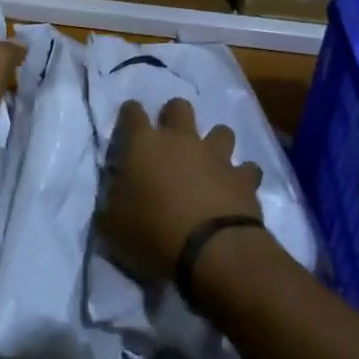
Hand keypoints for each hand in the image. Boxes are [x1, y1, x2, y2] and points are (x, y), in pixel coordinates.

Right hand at [97, 98, 262, 282]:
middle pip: (179, 107)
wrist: (211, 250)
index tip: (128, 121)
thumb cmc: (152, 233)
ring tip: (209, 162)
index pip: (132, 113)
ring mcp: (216, 156)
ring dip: (215, 143)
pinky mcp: (243, 177)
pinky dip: (241, 176)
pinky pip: (247, 168)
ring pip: (221, 131)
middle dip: (174, 116)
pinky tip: (236, 188)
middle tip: (170, 139)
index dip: (129, 114)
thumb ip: (111, 204)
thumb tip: (114, 197)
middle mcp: (181, 140)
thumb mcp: (112, 226)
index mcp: (144, 145)